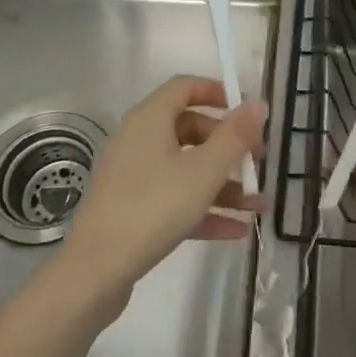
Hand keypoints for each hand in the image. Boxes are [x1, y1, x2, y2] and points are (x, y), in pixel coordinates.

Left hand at [62, 76, 266, 307]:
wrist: (97, 270)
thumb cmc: (154, 207)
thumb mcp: (204, 170)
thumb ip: (234, 136)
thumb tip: (257, 103)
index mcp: (150, 119)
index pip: (184, 87)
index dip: (217, 92)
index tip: (247, 112)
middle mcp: (138, 140)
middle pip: (190, 130)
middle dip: (228, 146)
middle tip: (257, 163)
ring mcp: (133, 176)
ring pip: (186, 169)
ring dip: (224, 184)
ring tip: (258, 205)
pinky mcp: (132, 209)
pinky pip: (175, 198)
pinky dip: (204, 209)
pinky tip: (237, 230)